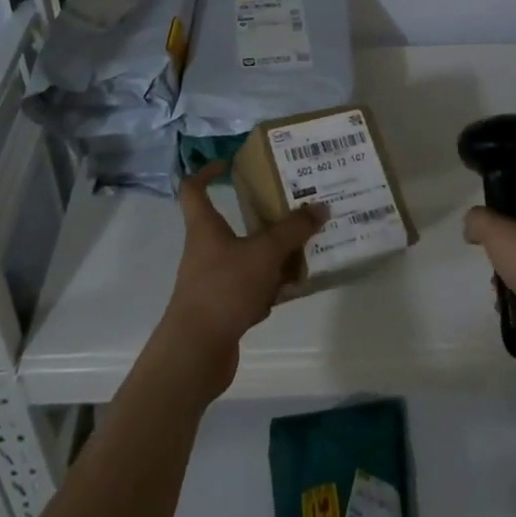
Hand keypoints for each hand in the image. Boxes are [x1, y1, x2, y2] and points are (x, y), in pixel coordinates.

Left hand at [151, 163, 325, 398]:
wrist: (195, 353)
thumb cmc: (223, 289)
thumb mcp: (264, 253)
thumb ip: (292, 230)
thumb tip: (320, 206)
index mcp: (205, 227)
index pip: (194, 189)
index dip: (207, 172)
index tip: (229, 163)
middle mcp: (205, 250)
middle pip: (230, 224)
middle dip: (260, 218)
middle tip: (290, 209)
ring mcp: (212, 281)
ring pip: (245, 258)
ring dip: (270, 256)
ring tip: (303, 248)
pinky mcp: (222, 309)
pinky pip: (250, 290)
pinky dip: (269, 289)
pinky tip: (291, 290)